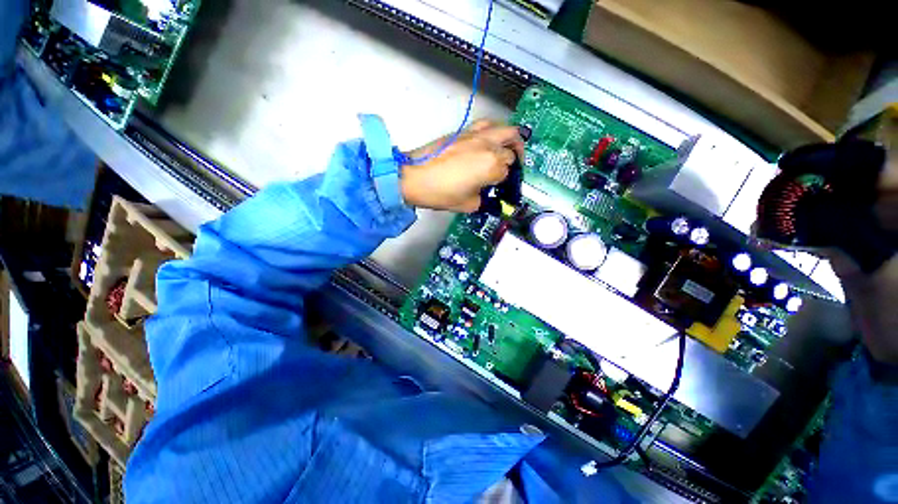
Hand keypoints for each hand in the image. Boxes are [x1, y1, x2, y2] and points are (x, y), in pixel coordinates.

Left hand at [400, 120, 524, 212]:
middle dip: (512, 162)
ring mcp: (476, 136)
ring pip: (505, 130)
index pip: (507, 173)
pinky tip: (490, 141)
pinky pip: (486, 125)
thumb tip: (485, 194)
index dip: (504, 183)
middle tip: (510, 170)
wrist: (413, 176)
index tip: (499, 189)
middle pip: (511, 150)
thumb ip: (483, 199)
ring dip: (512, 140)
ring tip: (510, 150)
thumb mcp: (467, 204)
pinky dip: (494, 131)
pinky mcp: (464, 131)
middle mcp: (488, 146)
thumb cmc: (440, 193)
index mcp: (491, 166)